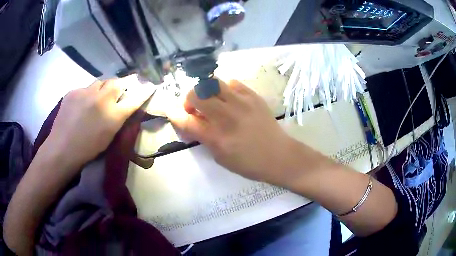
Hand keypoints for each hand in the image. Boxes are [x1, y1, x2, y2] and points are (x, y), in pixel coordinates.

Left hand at [44, 75, 154, 168]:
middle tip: (117, 91)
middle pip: (117, 82)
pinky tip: (81, 105)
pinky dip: (87, 94)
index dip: (143, 91)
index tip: (150, 85)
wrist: (63, 149)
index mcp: (113, 116)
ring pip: (100, 82)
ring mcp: (86, 92)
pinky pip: (85, 88)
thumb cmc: (88, 148)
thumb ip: (118, 118)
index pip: (134, 99)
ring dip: (102, 88)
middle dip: (120, 85)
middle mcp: (101, 99)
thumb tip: (123, 106)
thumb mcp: (109, 136)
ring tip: (97, 98)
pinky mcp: (73, 91)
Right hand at [167, 79, 297, 183]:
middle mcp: (226, 116)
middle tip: (195, 108)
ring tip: (212, 100)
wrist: (279, 156)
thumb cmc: (248, 163)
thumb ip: (204, 138)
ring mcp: (241, 103)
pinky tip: (229, 98)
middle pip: (196, 94)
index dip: (174, 115)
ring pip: (212, 83)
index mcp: (216, 137)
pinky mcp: (253, 96)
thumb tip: (192, 121)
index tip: (173, 112)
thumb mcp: (220, 158)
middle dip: (189, 99)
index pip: (186, 120)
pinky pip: (232, 83)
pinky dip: (224, 89)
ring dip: (206, 91)